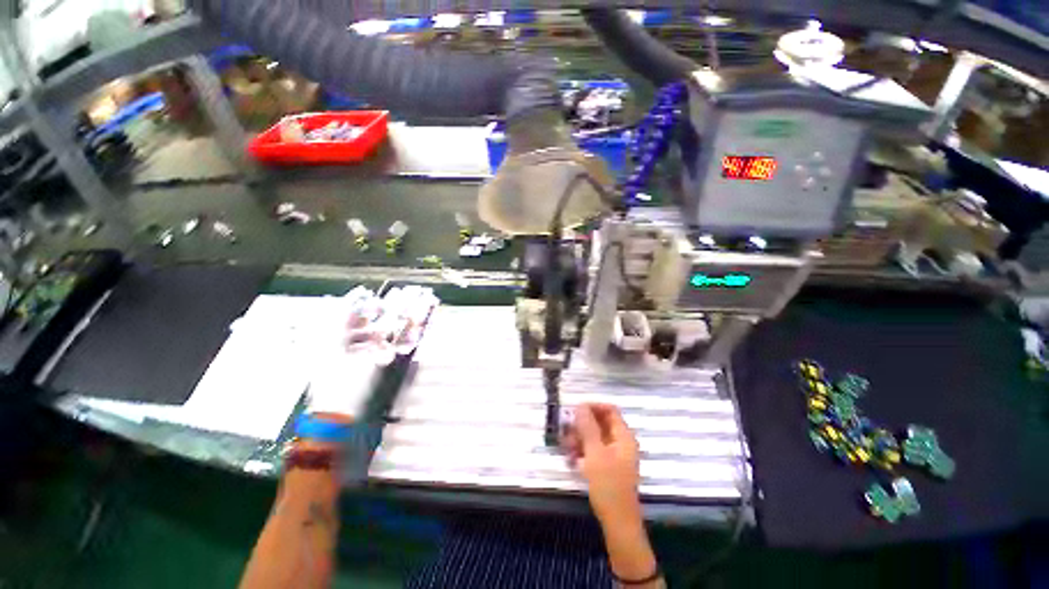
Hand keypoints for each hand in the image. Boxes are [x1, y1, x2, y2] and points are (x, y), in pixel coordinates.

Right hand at [563, 403, 641, 531]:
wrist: (617, 522)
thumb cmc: (608, 485)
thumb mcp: (595, 453)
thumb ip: (588, 427)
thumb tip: (580, 406)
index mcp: (623, 436)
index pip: (609, 410)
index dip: (592, 406)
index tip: (574, 410)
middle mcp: (620, 442)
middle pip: (600, 423)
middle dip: (582, 425)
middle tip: (566, 431)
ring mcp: (614, 455)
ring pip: (594, 437)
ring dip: (579, 439)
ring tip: (566, 447)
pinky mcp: (607, 466)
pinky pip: (593, 450)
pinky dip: (582, 451)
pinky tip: (571, 459)